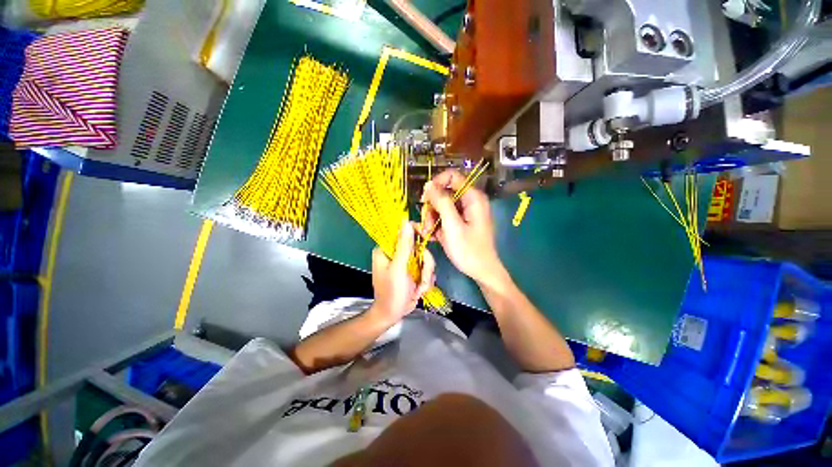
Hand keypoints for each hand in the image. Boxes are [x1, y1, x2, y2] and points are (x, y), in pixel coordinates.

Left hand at [370, 221, 435, 324]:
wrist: (392, 315)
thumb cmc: (392, 292)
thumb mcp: (398, 268)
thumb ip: (404, 246)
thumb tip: (406, 222)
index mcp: (387, 249)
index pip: (403, 232)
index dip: (417, 233)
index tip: (426, 238)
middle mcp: (396, 254)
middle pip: (419, 247)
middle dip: (425, 265)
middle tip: (422, 277)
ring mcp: (406, 263)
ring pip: (425, 259)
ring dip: (425, 276)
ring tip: (418, 289)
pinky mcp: (413, 271)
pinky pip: (426, 269)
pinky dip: (425, 281)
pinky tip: (418, 290)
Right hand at [421, 170, 507, 288]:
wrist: (481, 271)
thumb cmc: (469, 250)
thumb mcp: (452, 226)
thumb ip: (441, 202)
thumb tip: (428, 184)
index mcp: (473, 197)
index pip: (451, 176)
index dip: (435, 184)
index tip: (424, 200)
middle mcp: (469, 200)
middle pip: (444, 192)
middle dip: (432, 207)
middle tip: (427, 224)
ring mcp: (465, 211)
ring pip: (441, 205)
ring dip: (432, 218)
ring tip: (429, 233)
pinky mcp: (461, 221)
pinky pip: (445, 215)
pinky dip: (437, 224)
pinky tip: (433, 236)